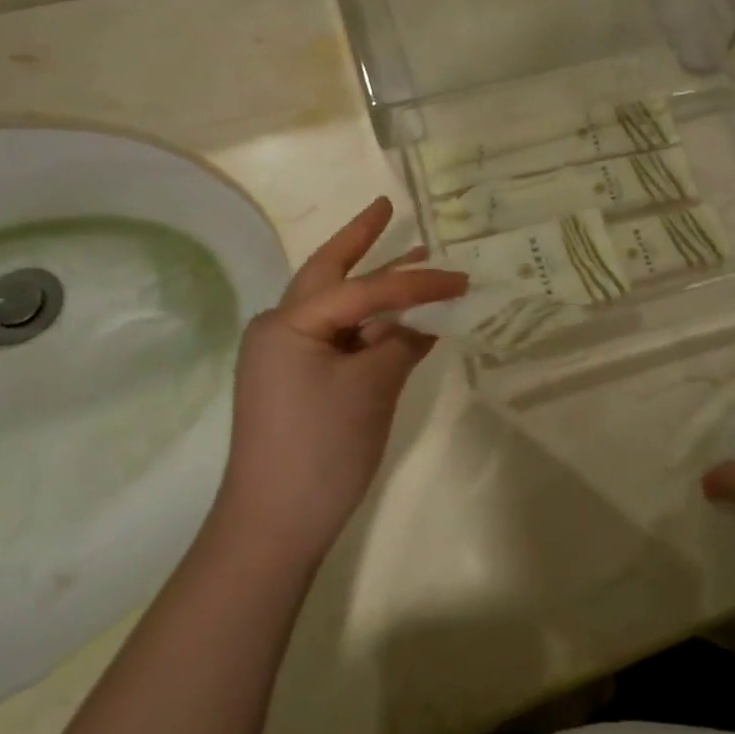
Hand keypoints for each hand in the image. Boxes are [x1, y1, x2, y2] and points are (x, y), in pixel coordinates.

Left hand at [222, 197, 466, 564]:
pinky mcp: (297, 382)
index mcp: (290, 323)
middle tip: (384, 207)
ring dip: (373, 285)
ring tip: (411, 255)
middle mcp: (280, 329)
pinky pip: (339, 338)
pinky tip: (401, 321)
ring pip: (337, 306)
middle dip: (360, 240)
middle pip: (329, 274)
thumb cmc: (321, 449)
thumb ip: (402, 343)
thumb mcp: (372, 389)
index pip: (364, 289)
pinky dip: (370, 326)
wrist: (274, 526)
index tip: (461, 279)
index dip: (417, 282)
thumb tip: (426, 321)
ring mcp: (285, 357)